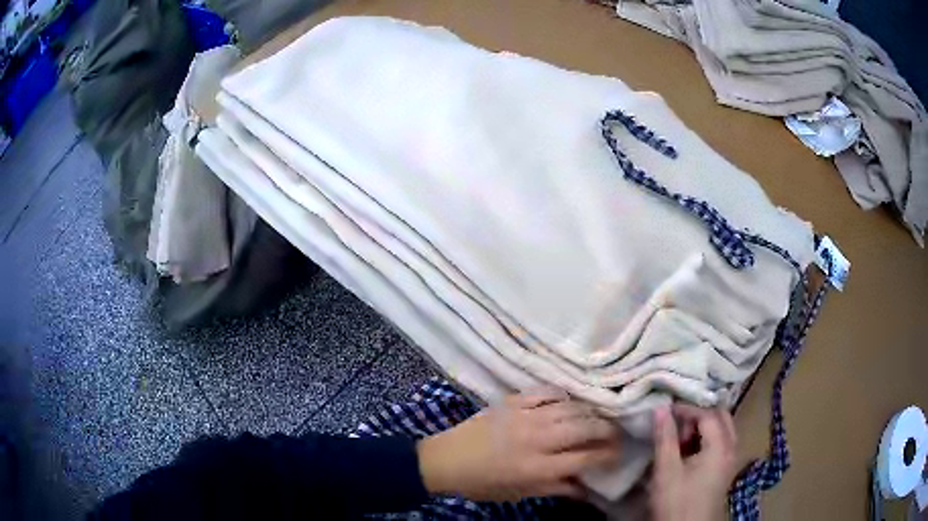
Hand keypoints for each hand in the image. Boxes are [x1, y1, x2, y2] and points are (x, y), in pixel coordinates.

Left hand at [416, 388, 620, 501]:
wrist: (445, 459)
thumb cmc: (482, 483)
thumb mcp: (519, 493)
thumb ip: (555, 488)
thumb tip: (585, 489)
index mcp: (538, 466)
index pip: (585, 458)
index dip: (608, 455)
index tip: (619, 454)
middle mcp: (537, 438)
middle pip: (584, 428)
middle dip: (607, 430)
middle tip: (616, 434)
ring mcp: (525, 415)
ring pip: (570, 408)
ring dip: (590, 413)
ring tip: (598, 418)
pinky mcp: (512, 401)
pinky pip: (546, 392)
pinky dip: (563, 396)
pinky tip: (569, 402)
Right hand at [650, 404, 737, 520]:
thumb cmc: (677, 501)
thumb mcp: (666, 470)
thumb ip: (665, 438)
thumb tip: (660, 408)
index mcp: (721, 446)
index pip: (708, 414)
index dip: (687, 409)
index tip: (666, 411)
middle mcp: (732, 448)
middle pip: (722, 417)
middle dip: (699, 415)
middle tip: (677, 422)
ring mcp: (731, 460)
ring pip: (723, 430)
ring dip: (704, 427)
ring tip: (680, 437)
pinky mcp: (725, 471)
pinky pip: (721, 443)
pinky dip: (707, 439)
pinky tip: (689, 451)